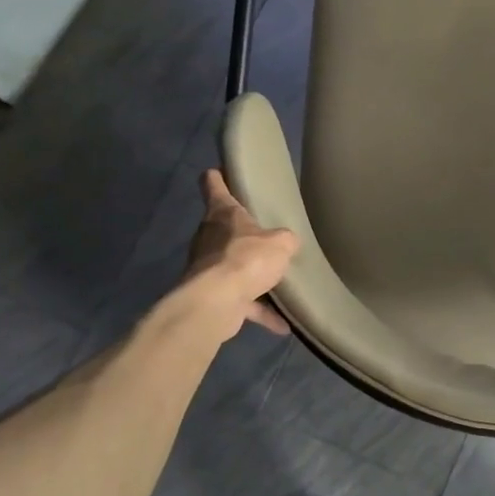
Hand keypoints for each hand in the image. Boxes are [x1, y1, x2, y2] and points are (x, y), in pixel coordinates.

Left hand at [181, 170, 299, 341]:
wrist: (216, 303)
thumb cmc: (246, 259)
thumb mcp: (280, 243)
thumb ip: (285, 240)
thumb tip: (287, 243)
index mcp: (223, 214)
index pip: (213, 185)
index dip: (218, 176)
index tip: (221, 170)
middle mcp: (210, 238)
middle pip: (224, 228)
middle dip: (242, 233)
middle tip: (267, 234)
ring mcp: (208, 268)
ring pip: (232, 266)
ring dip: (251, 276)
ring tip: (278, 281)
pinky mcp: (212, 296)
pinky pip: (241, 302)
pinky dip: (259, 311)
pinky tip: (282, 324)